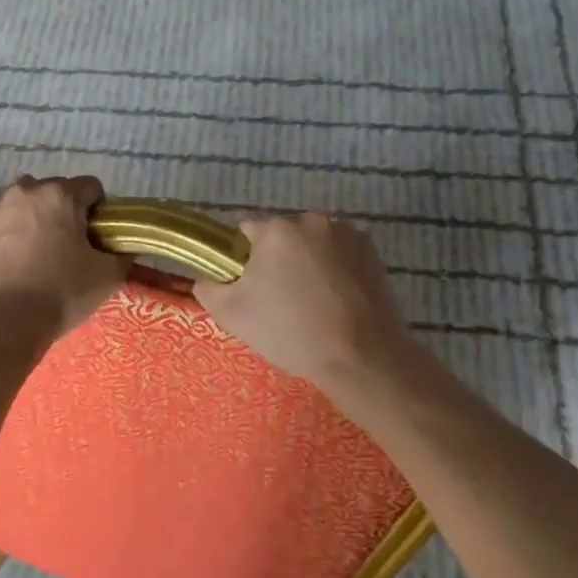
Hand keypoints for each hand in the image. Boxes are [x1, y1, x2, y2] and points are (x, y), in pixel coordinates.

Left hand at [0, 175, 128, 343]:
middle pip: (56, 191)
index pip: (92, 188)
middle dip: (66, 211)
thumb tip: (124, 246)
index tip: (98, 238)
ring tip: (40, 250)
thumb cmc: (60, 292)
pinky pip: (3, 218)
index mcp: (61, 195)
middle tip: (71, 246)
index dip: (100, 211)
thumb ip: (122, 254)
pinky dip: (12, 229)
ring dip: (36, 216)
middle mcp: (27, 190)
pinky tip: (15, 257)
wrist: (0, 320)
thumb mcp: (107, 276)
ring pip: (26, 202)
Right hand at [193, 214, 417, 390]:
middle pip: (282, 236)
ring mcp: (347, 233)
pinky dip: (334, 269)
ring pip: (312, 244)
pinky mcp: (372, 251)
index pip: (245, 234)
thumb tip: (205, 276)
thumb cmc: (291, 332)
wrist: (360, 356)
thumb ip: (208, 287)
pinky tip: (336, 301)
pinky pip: (340, 253)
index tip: (251, 289)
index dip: (243, 261)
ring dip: (308, 262)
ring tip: (313, 303)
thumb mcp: (232, 315)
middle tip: (281, 300)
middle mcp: (312, 220)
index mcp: (276, 230)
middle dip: (277, 260)